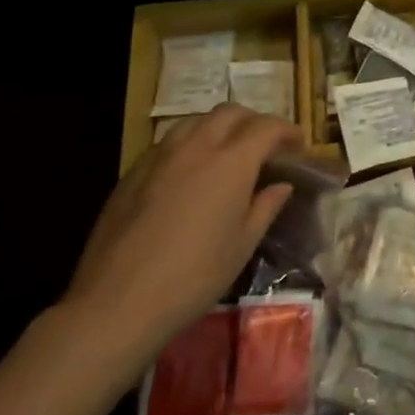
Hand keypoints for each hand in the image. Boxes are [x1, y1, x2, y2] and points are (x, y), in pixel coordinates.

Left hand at [56, 104, 298, 388]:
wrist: (117, 302)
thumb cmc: (193, 277)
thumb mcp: (242, 245)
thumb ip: (265, 207)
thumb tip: (281, 185)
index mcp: (232, 161)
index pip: (267, 127)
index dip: (287, 131)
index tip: (298, 145)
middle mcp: (198, 145)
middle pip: (231, 112)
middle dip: (254, 122)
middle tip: (264, 146)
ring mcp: (161, 154)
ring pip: (197, 120)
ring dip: (219, 127)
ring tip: (227, 152)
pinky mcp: (134, 170)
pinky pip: (170, 141)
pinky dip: (190, 143)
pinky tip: (189, 172)